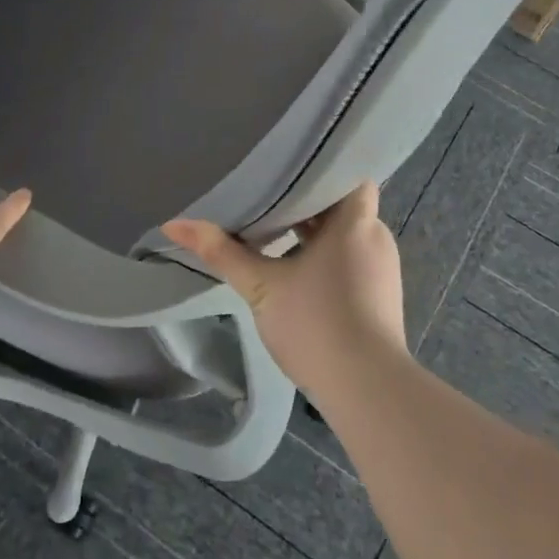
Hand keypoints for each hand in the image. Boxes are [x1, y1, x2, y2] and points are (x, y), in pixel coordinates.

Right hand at [163, 181, 405, 399]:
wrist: (367, 388)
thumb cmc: (316, 322)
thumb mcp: (261, 286)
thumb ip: (221, 252)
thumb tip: (174, 224)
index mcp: (355, 222)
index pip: (349, 176)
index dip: (323, 170)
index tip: (290, 170)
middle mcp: (376, 238)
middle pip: (344, 206)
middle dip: (309, 204)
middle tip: (269, 197)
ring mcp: (384, 269)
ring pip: (348, 236)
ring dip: (317, 234)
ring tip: (278, 229)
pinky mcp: (383, 297)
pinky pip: (355, 261)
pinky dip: (330, 258)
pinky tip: (300, 270)